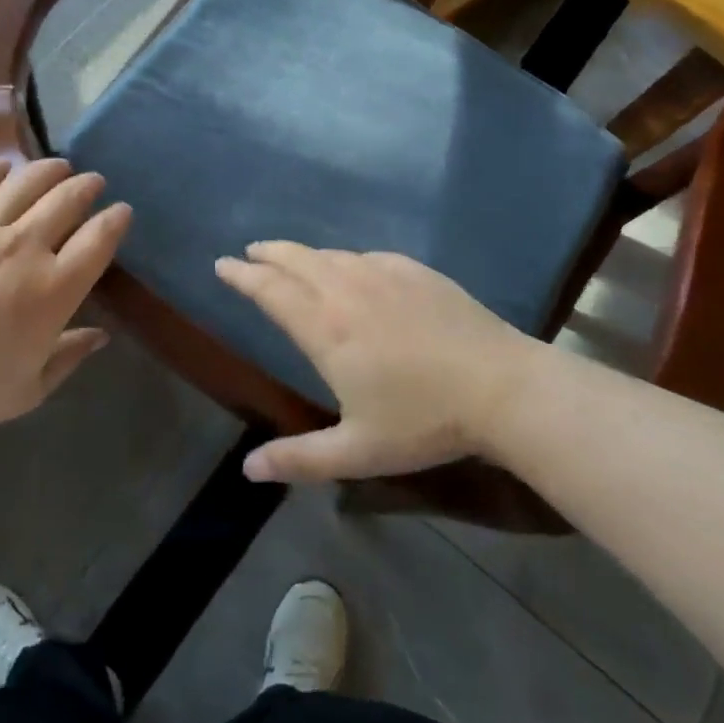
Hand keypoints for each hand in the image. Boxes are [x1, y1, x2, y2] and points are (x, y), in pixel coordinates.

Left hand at [0, 159, 130, 440]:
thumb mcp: (28, 390)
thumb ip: (69, 357)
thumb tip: (101, 335)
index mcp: (55, 289)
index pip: (99, 239)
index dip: (116, 220)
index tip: (121, 211)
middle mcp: (25, 247)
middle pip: (68, 200)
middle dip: (87, 186)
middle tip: (93, 182)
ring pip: (27, 182)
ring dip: (50, 170)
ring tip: (58, 166)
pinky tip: (3, 168)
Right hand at [215, 243, 540, 483]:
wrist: (500, 387)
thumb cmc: (424, 421)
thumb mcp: (358, 451)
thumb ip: (300, 458)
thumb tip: (247, 469)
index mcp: (325, 328)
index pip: (271, 291)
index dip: (243, 276)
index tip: (223, 265)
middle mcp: (346, 290)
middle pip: (296, 260)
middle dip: (267, 254)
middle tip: (249, 253)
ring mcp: (383, 274)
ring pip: (330, 255)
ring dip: (303, 254)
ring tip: (290, 258)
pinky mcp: (415, 271)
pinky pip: (366, 256)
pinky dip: (345, 259)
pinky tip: (351, 266)